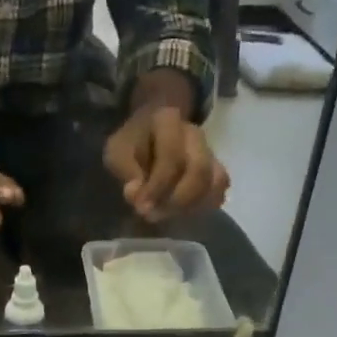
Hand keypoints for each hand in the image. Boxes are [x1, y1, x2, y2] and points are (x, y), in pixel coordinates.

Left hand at [104, 105, 229, 221]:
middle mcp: (194, 134)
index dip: (157, 187)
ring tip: (168, 215)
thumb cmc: (131, 143)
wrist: (147, 133)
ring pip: (216, 181)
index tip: (142, 208)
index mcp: (168, 121)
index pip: (172, 157)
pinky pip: (219, 190)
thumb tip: (138, 194)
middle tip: (155, 215)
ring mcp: (209, 151)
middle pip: (199, 171)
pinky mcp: (215, 169)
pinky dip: (204, 206)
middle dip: (177, 200)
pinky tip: (182, 213)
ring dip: (192, 206)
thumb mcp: (117, 152)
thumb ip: (126, 171)